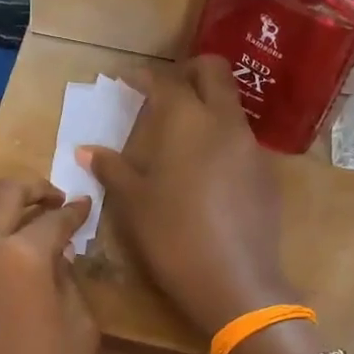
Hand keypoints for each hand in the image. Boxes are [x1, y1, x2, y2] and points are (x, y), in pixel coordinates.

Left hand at [0, 179, 97, 353]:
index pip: (53, 219)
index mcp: (23, 256)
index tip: (84, 206)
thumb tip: (58, 256)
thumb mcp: (80, 330)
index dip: (74, 211)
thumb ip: (69, 281)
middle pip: (3, 195)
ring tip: (11, 214)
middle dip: (33, 189)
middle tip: (52, 199)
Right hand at [82, 55, 294, 338]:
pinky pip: (242, 141)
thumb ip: (112, 169)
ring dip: (207, 106)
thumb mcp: (134, 204)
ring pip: (231, 106)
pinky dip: (221, 139)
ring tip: (182, 134)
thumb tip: (86, 150)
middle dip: (188, 71)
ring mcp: (252, 147)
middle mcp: (225, 123)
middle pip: (214, 72)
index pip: (167, 81)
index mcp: (188, 122)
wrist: (234, 282)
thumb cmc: (172, 237)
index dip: (145, 77)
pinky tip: (206, 172)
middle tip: (164, 91)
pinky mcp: (267, 175)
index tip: (128, 81)